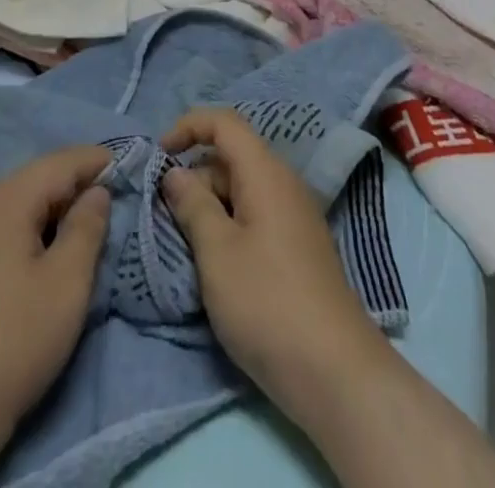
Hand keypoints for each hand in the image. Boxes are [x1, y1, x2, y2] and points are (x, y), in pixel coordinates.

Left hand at [0, 146, 111, 487]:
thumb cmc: (14, 341)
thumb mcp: (67, 284)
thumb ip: (88, 227)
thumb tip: (97, 192)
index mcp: (5, 200)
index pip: (60, 162)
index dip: (97, 161)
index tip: (131, 167)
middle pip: (37, 178)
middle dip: (77, 183)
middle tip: (114, 198)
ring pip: (19, 204)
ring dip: (54, 208)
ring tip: (86, 224)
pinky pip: (2, 228)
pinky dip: (31, 228)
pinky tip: (46, 252)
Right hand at [158, 109, 385, 409]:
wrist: (334, 373)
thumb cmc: (267, 302)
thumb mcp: (217, 252)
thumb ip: (193, 205)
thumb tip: (176, 172)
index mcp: (265, 172)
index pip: (225, 122)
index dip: (189, 126)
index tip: (159, 155)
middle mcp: (283, 183)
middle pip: (231, 158)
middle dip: (195, 177)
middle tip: (167, 217)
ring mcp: (294, 216)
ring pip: (241, 190)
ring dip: (209, 207)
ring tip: (186, 246)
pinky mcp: (297, 247)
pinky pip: (255, 216)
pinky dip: (228, 226)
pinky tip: (215, 264)